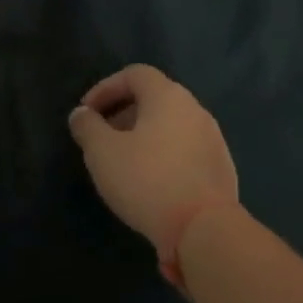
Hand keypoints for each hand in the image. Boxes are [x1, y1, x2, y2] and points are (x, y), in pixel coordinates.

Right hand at [67, 65, 239, 261]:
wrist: (204, 229)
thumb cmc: (147, 180)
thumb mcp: (102, 152)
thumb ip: (87, 127)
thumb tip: (82, 114)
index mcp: (168, 96)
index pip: (135, 74)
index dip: (106, 88)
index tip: (87, 112)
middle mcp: (195, 109)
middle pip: (155, 97)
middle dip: (124, 112)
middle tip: (102, 137)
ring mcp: (213, 139)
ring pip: (171, 125)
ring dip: (144, 134)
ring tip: (124, 162)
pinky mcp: (221, 168)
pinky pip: (185, 149)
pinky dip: (164, 154)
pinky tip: (152, 182)